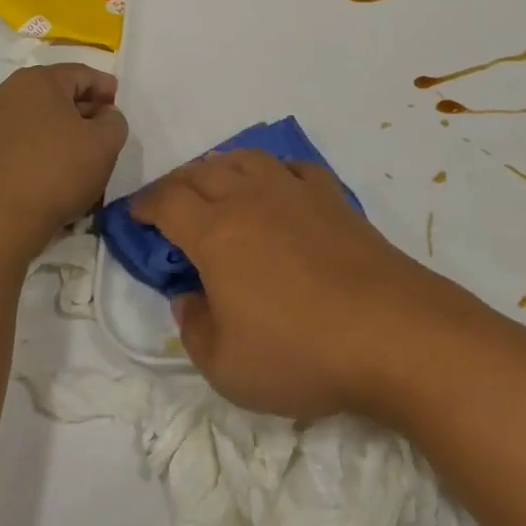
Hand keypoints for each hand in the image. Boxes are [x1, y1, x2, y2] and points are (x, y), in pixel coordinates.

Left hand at [0, 64, 127, 264]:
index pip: (82, 74)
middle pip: (56, 93)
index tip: (118, 108)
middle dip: (82, 109)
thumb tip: (103, 116)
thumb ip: (114, 120)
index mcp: (39, 80)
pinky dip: (38, 147)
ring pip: (36, 117)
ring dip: (60, 130)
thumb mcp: (106, 143)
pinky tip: (51, 171)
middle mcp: (8, 91)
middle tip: (102, 132)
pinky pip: (19, 139)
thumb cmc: (58, 170)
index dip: (105, 88)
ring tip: (78, 155)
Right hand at [133, 150, 477, 420]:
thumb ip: (194, 327)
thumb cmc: (301, 353)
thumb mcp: (226, 367)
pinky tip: (276, 187)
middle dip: (176, 184)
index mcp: (215, 232)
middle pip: (201, 172)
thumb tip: (188, 295)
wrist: (392, 332)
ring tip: (215, 186)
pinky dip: (272, 170)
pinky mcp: (332, 197)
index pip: (167, 202)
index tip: (133, 216)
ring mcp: (295, 191)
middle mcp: (250, 197)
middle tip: (168, 205)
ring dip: (220, 167)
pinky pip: (292, 167)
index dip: (144, 206)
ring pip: (245, 158)